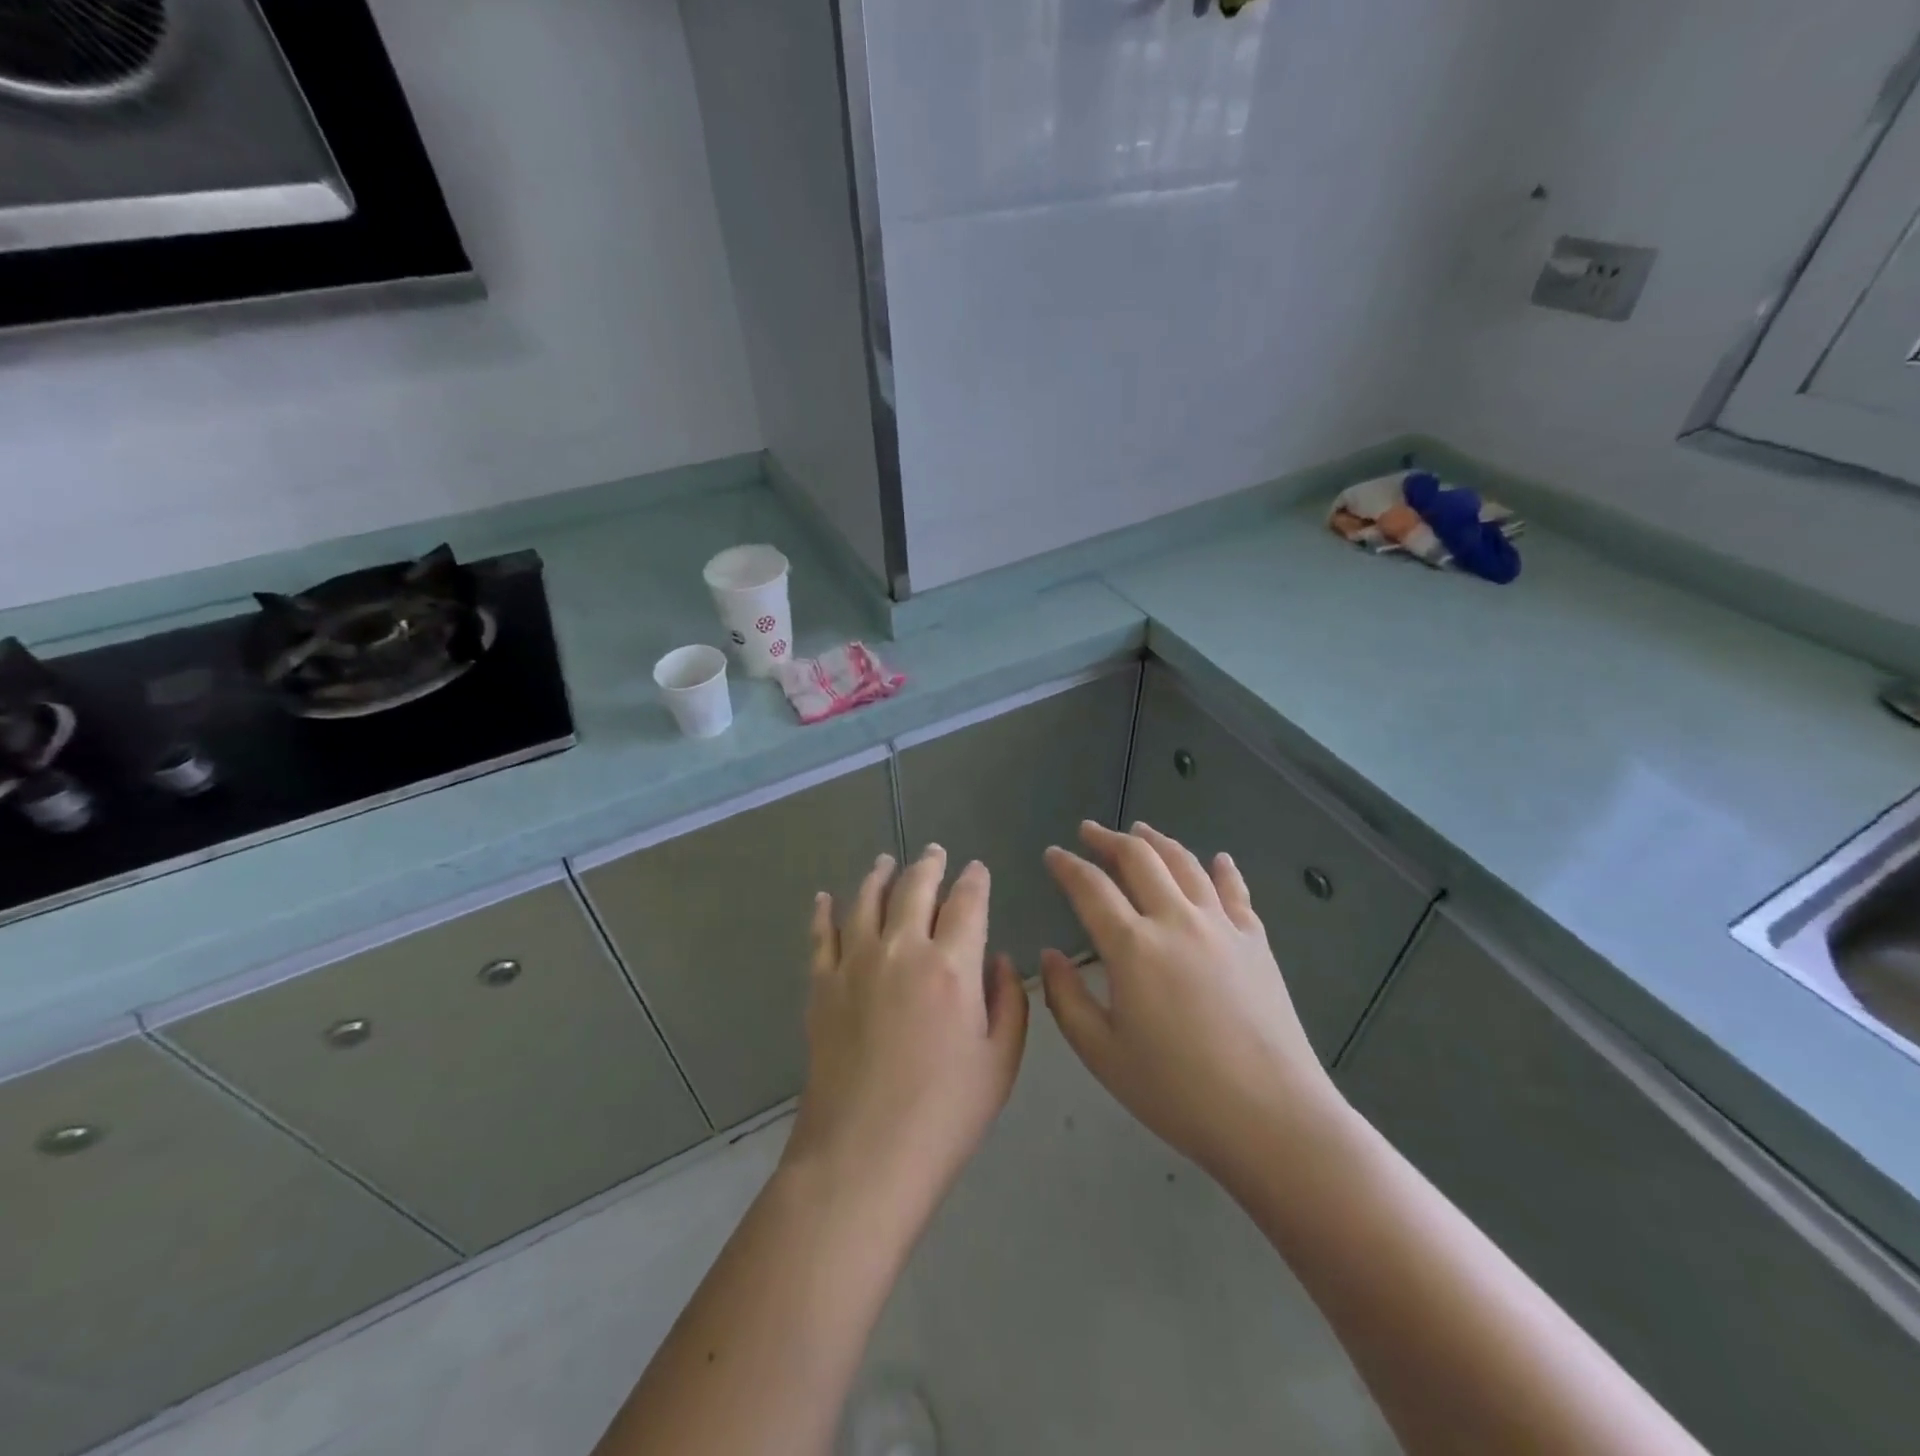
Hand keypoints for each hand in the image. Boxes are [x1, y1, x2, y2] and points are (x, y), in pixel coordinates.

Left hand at [785, 846, 1028, 1219]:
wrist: (863, 1156)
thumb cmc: (944, 1115)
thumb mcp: (1000, 1063)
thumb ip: (1009, 1002)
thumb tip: (999, 959)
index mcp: (952, 966)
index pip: (967, 902)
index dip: (975, 880)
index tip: (977, 869)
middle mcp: (902, 949)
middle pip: (915, 888)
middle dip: (929, 864)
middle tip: (935, 851)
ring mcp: (855, 964)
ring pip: (866, 900)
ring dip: (880, 875)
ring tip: (886, 861)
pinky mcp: (822, 986)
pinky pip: (821, 935)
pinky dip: (824, 911)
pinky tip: (825, 898)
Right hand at [1039, 821, 1342, 1182]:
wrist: (1272, 1117)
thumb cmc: (1177, 1092)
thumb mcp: (1103, 1054)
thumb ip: (1067, 999)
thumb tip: (1050, 956)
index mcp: (1133, 947)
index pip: (1090, 888)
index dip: (1067, 866)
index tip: (1052, 854)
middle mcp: (1176, 920)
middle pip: (1139, 859)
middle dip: (1108, 839)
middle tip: (1089, 831)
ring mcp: (1221, 926)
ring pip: (1185, 864)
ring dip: (1157, 841)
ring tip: (1140, 830)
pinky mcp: (1256, 942)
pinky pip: (1235, 892)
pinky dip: (1222, 870)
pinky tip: (1218, 859)